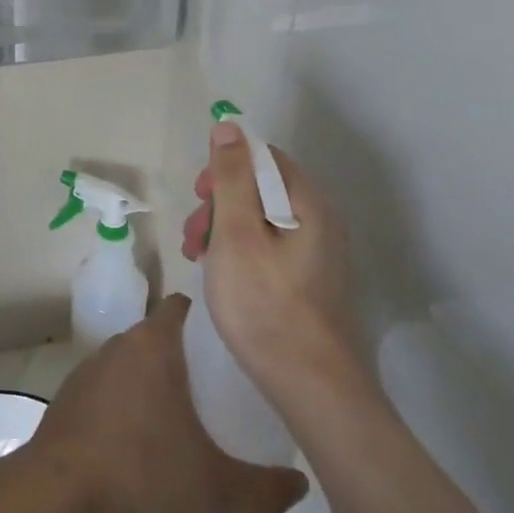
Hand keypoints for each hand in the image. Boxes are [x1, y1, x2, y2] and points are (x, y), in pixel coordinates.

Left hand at [17, 295, 308, 512]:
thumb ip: (262, 488)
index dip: (208, 320)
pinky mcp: (70, 395)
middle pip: (160, 336)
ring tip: (182, 420)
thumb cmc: (138, 472)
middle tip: (218, 392)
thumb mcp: (211, 487)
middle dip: (187, 359)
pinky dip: (125, 403)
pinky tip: (139, 441)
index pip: (183, 307)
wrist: (54, 494)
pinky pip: (108, 387)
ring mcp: (89, 368)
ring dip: (154, 382)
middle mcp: (119, 343)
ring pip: (133, 362)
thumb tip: (301, 485)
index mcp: (153, 344)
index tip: (232, 348)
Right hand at [181, 122, 369, 406]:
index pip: (263, 157)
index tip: (199, 196)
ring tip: (198, 258)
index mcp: (307, 202)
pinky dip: (239, 250)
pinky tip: (220, 275)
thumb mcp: (236, 233)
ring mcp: (317, 251)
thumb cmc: (265, 304)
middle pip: (261, 187)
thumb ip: (230, 177)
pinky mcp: (309, 279)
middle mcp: (319, 219)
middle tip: (193, 235)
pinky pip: (268, 246)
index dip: (226, 166)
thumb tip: (228, 126)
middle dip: (219, 202)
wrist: (310, 386)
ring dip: (223, 228)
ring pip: (260, 219)